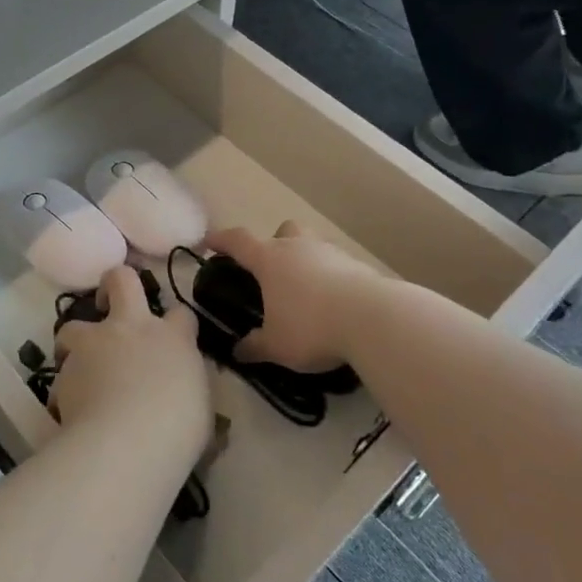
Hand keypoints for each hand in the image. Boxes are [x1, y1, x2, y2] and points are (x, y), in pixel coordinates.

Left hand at [52, 267, 211, 464]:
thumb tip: (182, 395)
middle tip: (107, 302)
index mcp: (172, 338)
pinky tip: (70, 411)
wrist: (125, 444)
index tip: (173, 340)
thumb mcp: (199, 410)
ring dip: (75, 343)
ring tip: (79, 368)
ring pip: (73, 326)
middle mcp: (132, 328)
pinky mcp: (65, 370)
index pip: (181, 314)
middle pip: (122, 280)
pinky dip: (65, 390)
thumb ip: (187, 390)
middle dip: (113, 284)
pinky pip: (61, 376)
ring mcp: (94, 344)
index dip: (176, 324)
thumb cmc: (176, 430)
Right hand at [201, 222, 381, 372]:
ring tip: (305, 293)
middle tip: (272, 270)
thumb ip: (255, 347)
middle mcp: (298, 247)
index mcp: (270, 260)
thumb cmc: (312, 326)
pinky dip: (330, 279)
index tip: (208, 242)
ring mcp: (331, 253)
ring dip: (305, 261)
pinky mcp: (358, 266)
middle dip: (274, 244)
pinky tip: (333, 304)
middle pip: (282, 231)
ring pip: (312, 245)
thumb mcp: (276, 346)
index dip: (221, 240)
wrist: (373, 319)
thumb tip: (238, 351)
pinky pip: (336, 265)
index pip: (237, 240)